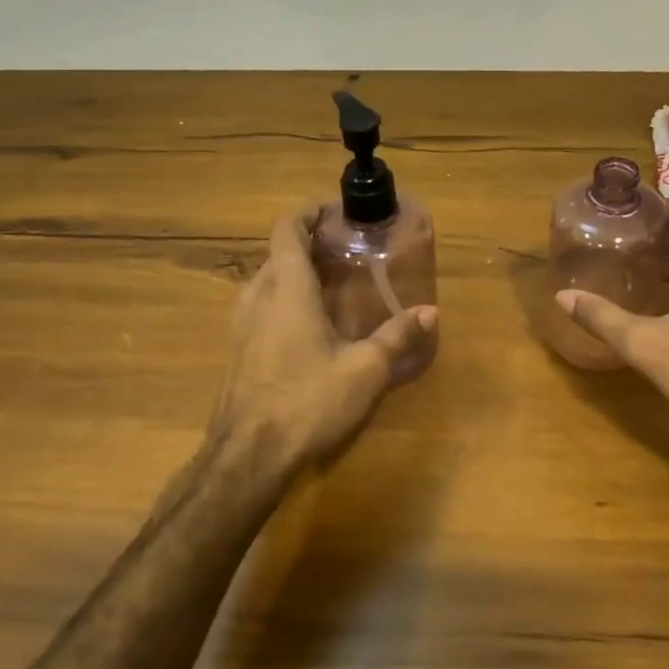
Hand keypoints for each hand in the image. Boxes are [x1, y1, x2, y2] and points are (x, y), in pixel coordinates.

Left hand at [208, 205, 437, 477]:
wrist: (247, 457)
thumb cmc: (307, 402)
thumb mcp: (364, 370)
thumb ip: (396, 337)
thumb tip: (430, 312)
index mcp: (287, 289)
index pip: (287, 228)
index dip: (308, 212)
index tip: (336, 211)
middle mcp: (258, 297)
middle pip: (278, 252)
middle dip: (309, 242)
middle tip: (347, 249)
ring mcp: (242, 324)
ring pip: (267, 279)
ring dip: (296, 271)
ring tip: (333, 282)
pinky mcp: (238, 349)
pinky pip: (261, 305)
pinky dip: (285, 298)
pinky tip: (311, 324)